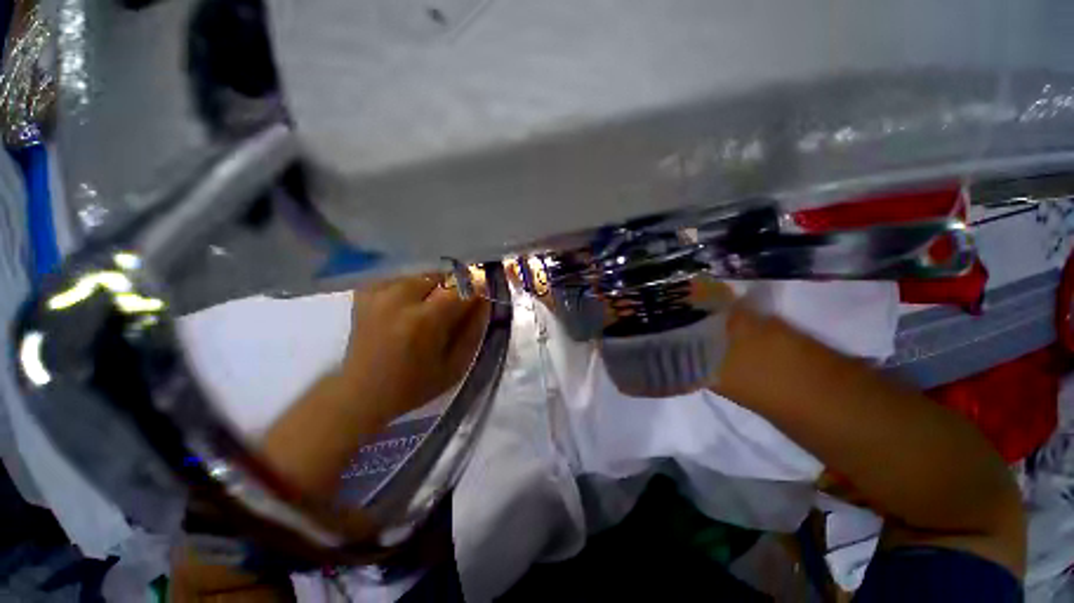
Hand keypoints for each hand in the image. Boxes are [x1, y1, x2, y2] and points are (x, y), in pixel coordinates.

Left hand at [342, 275, 490, 420]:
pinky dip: (412, 286)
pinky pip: (401, 277)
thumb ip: (474, 329)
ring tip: (430, 308)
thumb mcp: (456, 366)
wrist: (362, 392)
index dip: (475, 291)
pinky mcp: (366, 291)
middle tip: (451, 310)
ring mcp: (378, 292)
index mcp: (423, 321)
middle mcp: (399, 299)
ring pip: (422, 274)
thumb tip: (484, 299)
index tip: (477, 302)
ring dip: (434, 286)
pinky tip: (410, 305)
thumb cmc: (415, 385)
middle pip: (441, 275)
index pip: (462, 288)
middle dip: (454, 288)